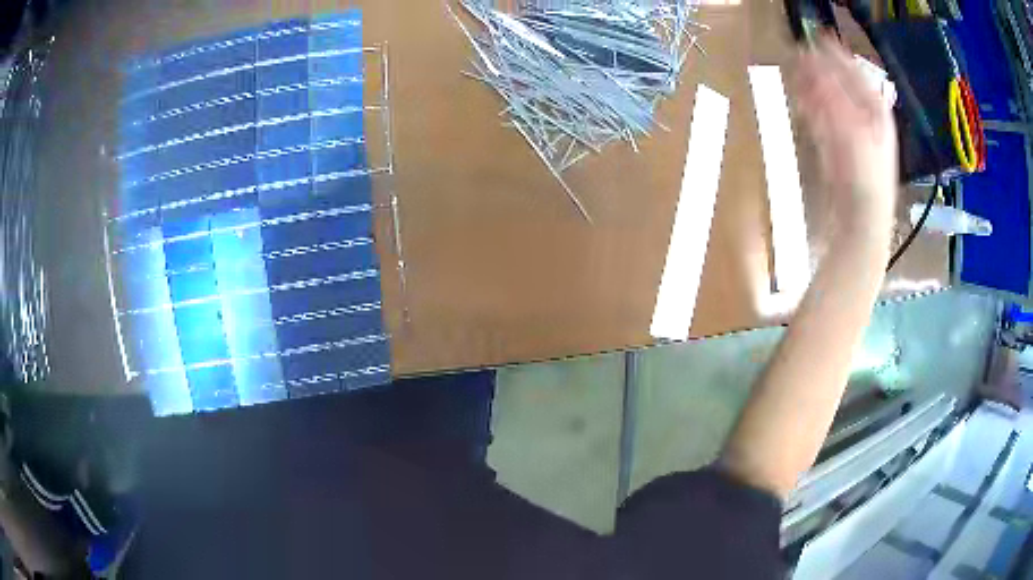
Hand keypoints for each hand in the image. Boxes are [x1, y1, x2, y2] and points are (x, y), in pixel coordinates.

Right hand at [793, 37, 898, 233]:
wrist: (863, 222)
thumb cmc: (866, 177)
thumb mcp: (851, 130)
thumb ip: (831, 94)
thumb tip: (811, 61)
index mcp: (876, 110)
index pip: (855, 73)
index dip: (835, 55)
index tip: (814, 39)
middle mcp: (868, 118)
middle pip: (842, 85)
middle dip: (820, 72)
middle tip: (799, 57)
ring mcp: (854, 133)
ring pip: (832, 102)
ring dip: (814, 89)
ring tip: (797, 79)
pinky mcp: (841, 150)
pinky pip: (826, 121)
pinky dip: (813, 112)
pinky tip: (804, 107)